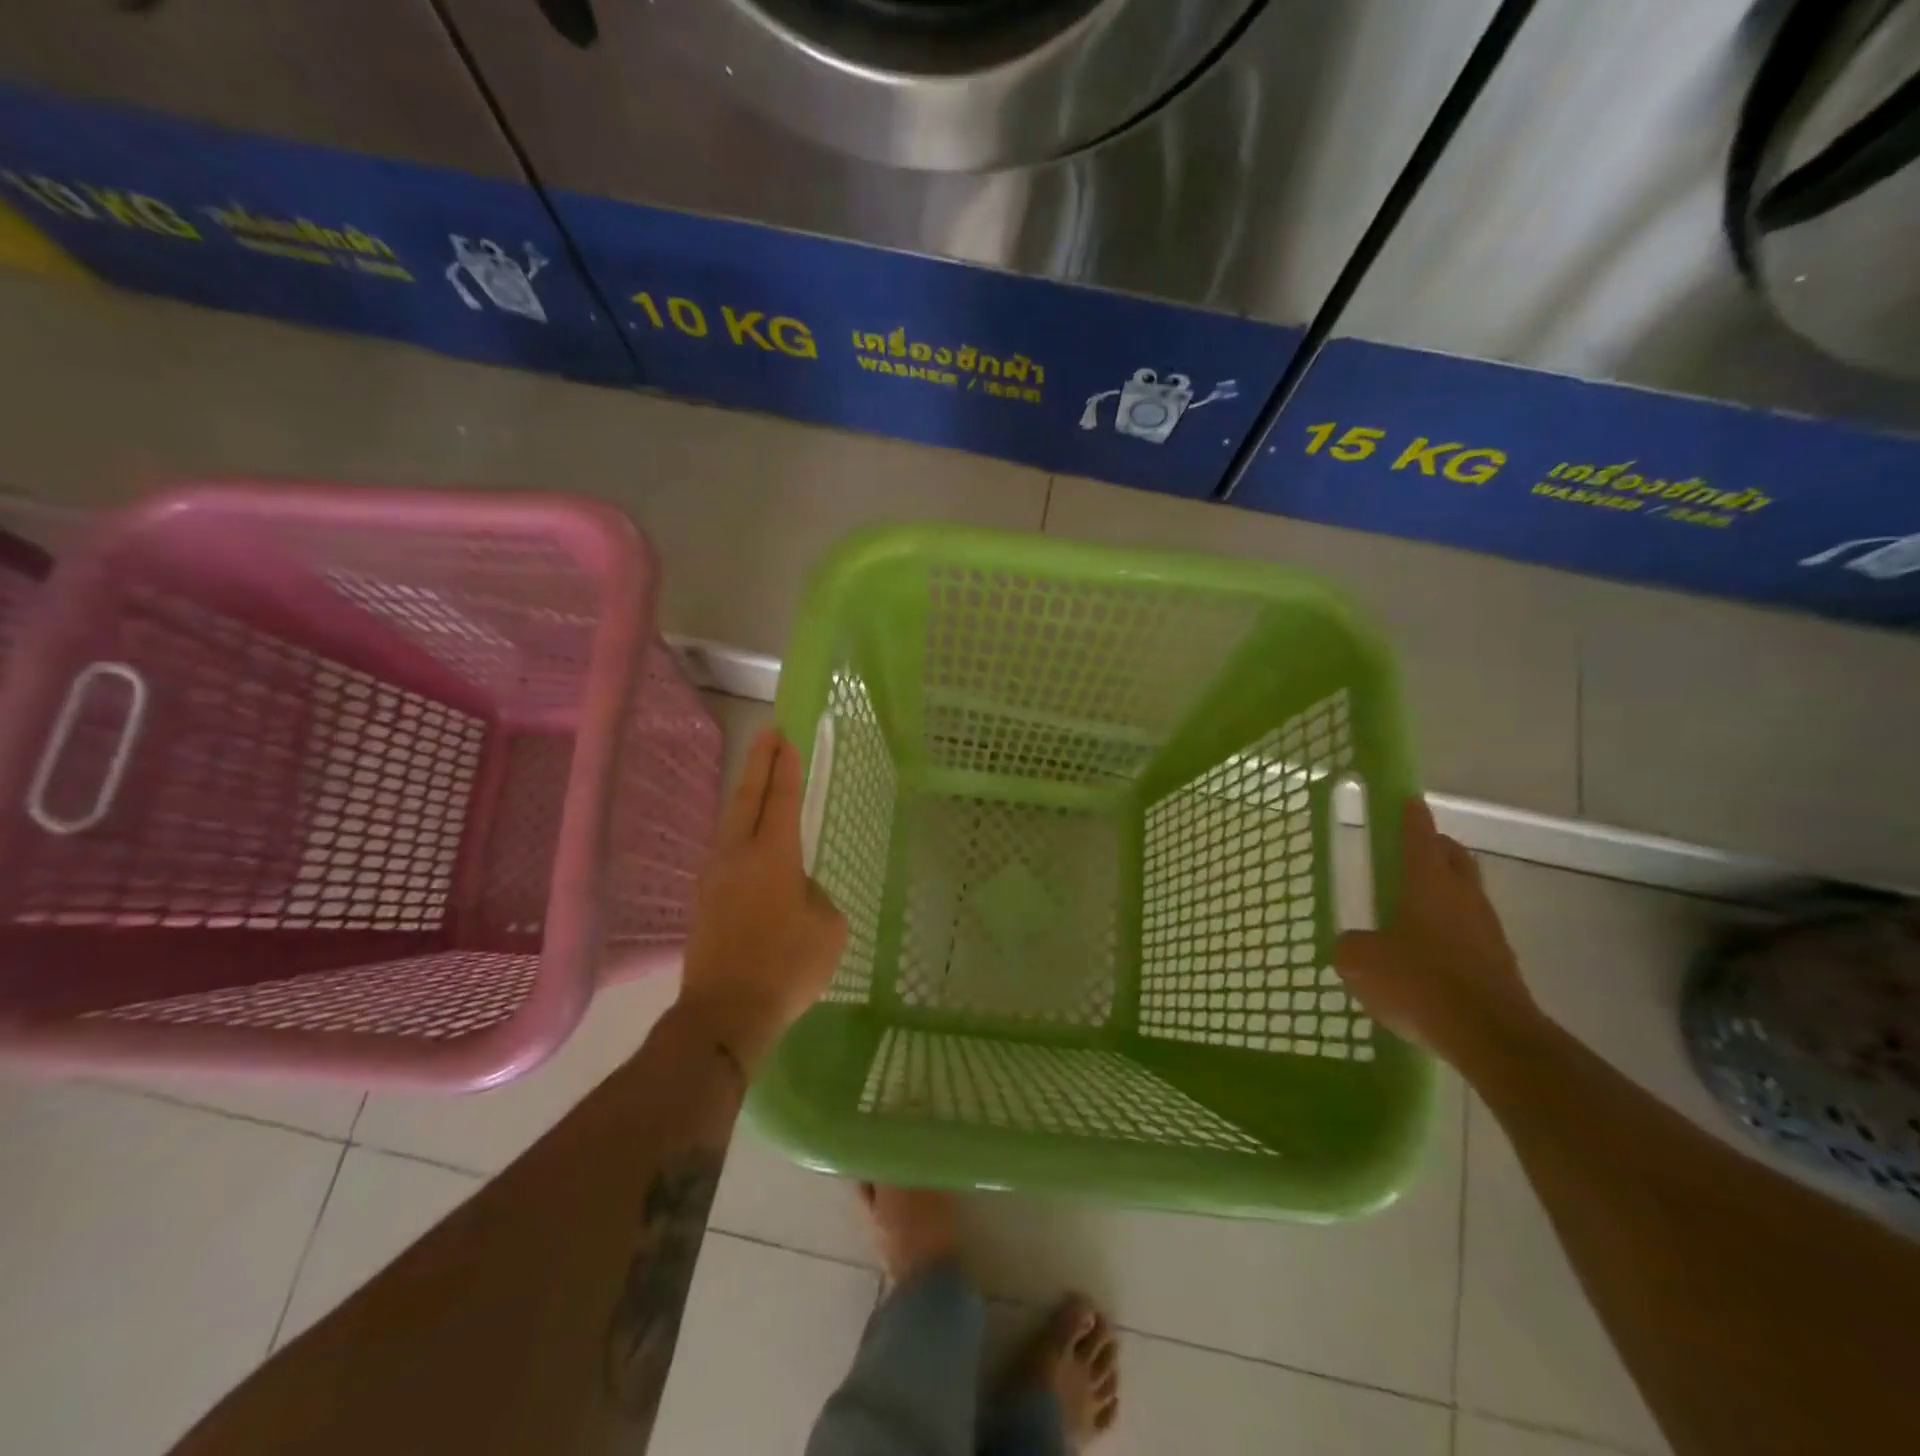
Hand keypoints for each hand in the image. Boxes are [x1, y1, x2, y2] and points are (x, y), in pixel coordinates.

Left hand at [676, 727, 847, 1070]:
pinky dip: (739, 834)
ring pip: (730, 824)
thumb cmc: (787, 966)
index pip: (780, 799)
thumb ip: (815, 897)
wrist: (725, 1013)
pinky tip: (748, 845)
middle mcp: (737, 856)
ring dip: (745, 798)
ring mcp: (714, 878)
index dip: (784, 767)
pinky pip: (725, 854)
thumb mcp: (828, 928)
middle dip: (759, 763)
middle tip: (768, 734)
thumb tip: (796, 892)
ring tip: (758, 784)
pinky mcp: (703, 903)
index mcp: (772, 855)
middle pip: (746, 798)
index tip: (784, 738)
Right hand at [1333, 799, 1537, 1062]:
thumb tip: (1354, 945)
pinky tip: (1430, 953)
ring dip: (1445, 892)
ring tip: (1414, 908)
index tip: (1406, 800)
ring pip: (1466, 895)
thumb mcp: (1360, 962)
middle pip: (1453, 858)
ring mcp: (1488, 931)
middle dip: (1435, 848)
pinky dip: (1452, 931)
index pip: (1419, 836)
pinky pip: (1472, 933)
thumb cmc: (1419, 982)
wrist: (1490, 1036)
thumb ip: (1351, 946)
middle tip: (1410, 851)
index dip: (1410, 816)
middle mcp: (1463, 897)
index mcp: (1428, 883)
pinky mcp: (1501, 964)